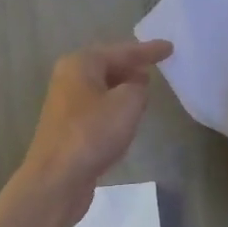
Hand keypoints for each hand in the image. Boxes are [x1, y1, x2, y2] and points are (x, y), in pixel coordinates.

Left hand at [19, 40, 172, 221]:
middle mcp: (69, 79)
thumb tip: (135, 87)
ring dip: (122, 89)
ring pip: (101, 89)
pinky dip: (113, 108)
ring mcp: (65, 105)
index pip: (121, 51)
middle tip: (156, 67)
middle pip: (107, 66)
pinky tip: (126, 119)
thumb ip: (139, 87)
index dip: (148, 50)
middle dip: (131, 67)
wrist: (57, 178)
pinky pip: (97, 109)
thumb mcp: (127, 103)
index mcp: (80, 64)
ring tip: (145, 90)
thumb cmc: (92, 133)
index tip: (170, 47)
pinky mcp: (67, 129)